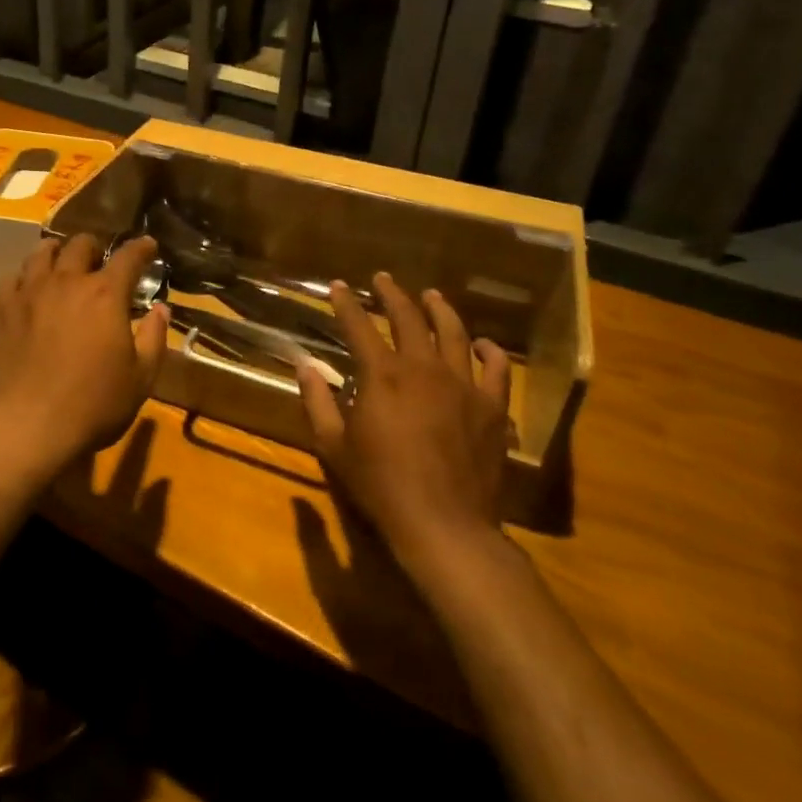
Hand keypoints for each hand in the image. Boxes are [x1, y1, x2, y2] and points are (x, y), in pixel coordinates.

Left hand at [0, 234, 169, 473]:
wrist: (26, 425)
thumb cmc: (92, 405)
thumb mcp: (140, 379)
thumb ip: (153, 338)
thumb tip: (160, 310)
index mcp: (105, 295)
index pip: (128, 257)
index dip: (140, 248)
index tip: (147, 244)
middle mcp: (66, 282)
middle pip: (80, 245)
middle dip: (95, 247)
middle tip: (99, 260)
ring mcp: (29, 292)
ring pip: (42, 253)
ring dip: (57, 252)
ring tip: (61, 262)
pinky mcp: (2, 309)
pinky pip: (13, 278)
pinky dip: (27, 277)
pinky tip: (28, 289)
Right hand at [296, 272, 514, 562]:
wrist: (443, 523)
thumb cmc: (380, 484)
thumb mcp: (334, 445)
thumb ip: (317, 401)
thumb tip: (304, 366)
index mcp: (382, 375)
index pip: (359, 326)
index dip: (346, 303)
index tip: (338, 286)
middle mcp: (423, 368)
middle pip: (409, 319)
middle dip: (392, 294)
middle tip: (383, 279)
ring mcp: (463, 385)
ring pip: (453, 333)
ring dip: (439, 309)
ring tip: (431, 295)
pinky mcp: (491, 407)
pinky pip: (496, 369)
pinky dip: (489, 352)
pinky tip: (482, 344)